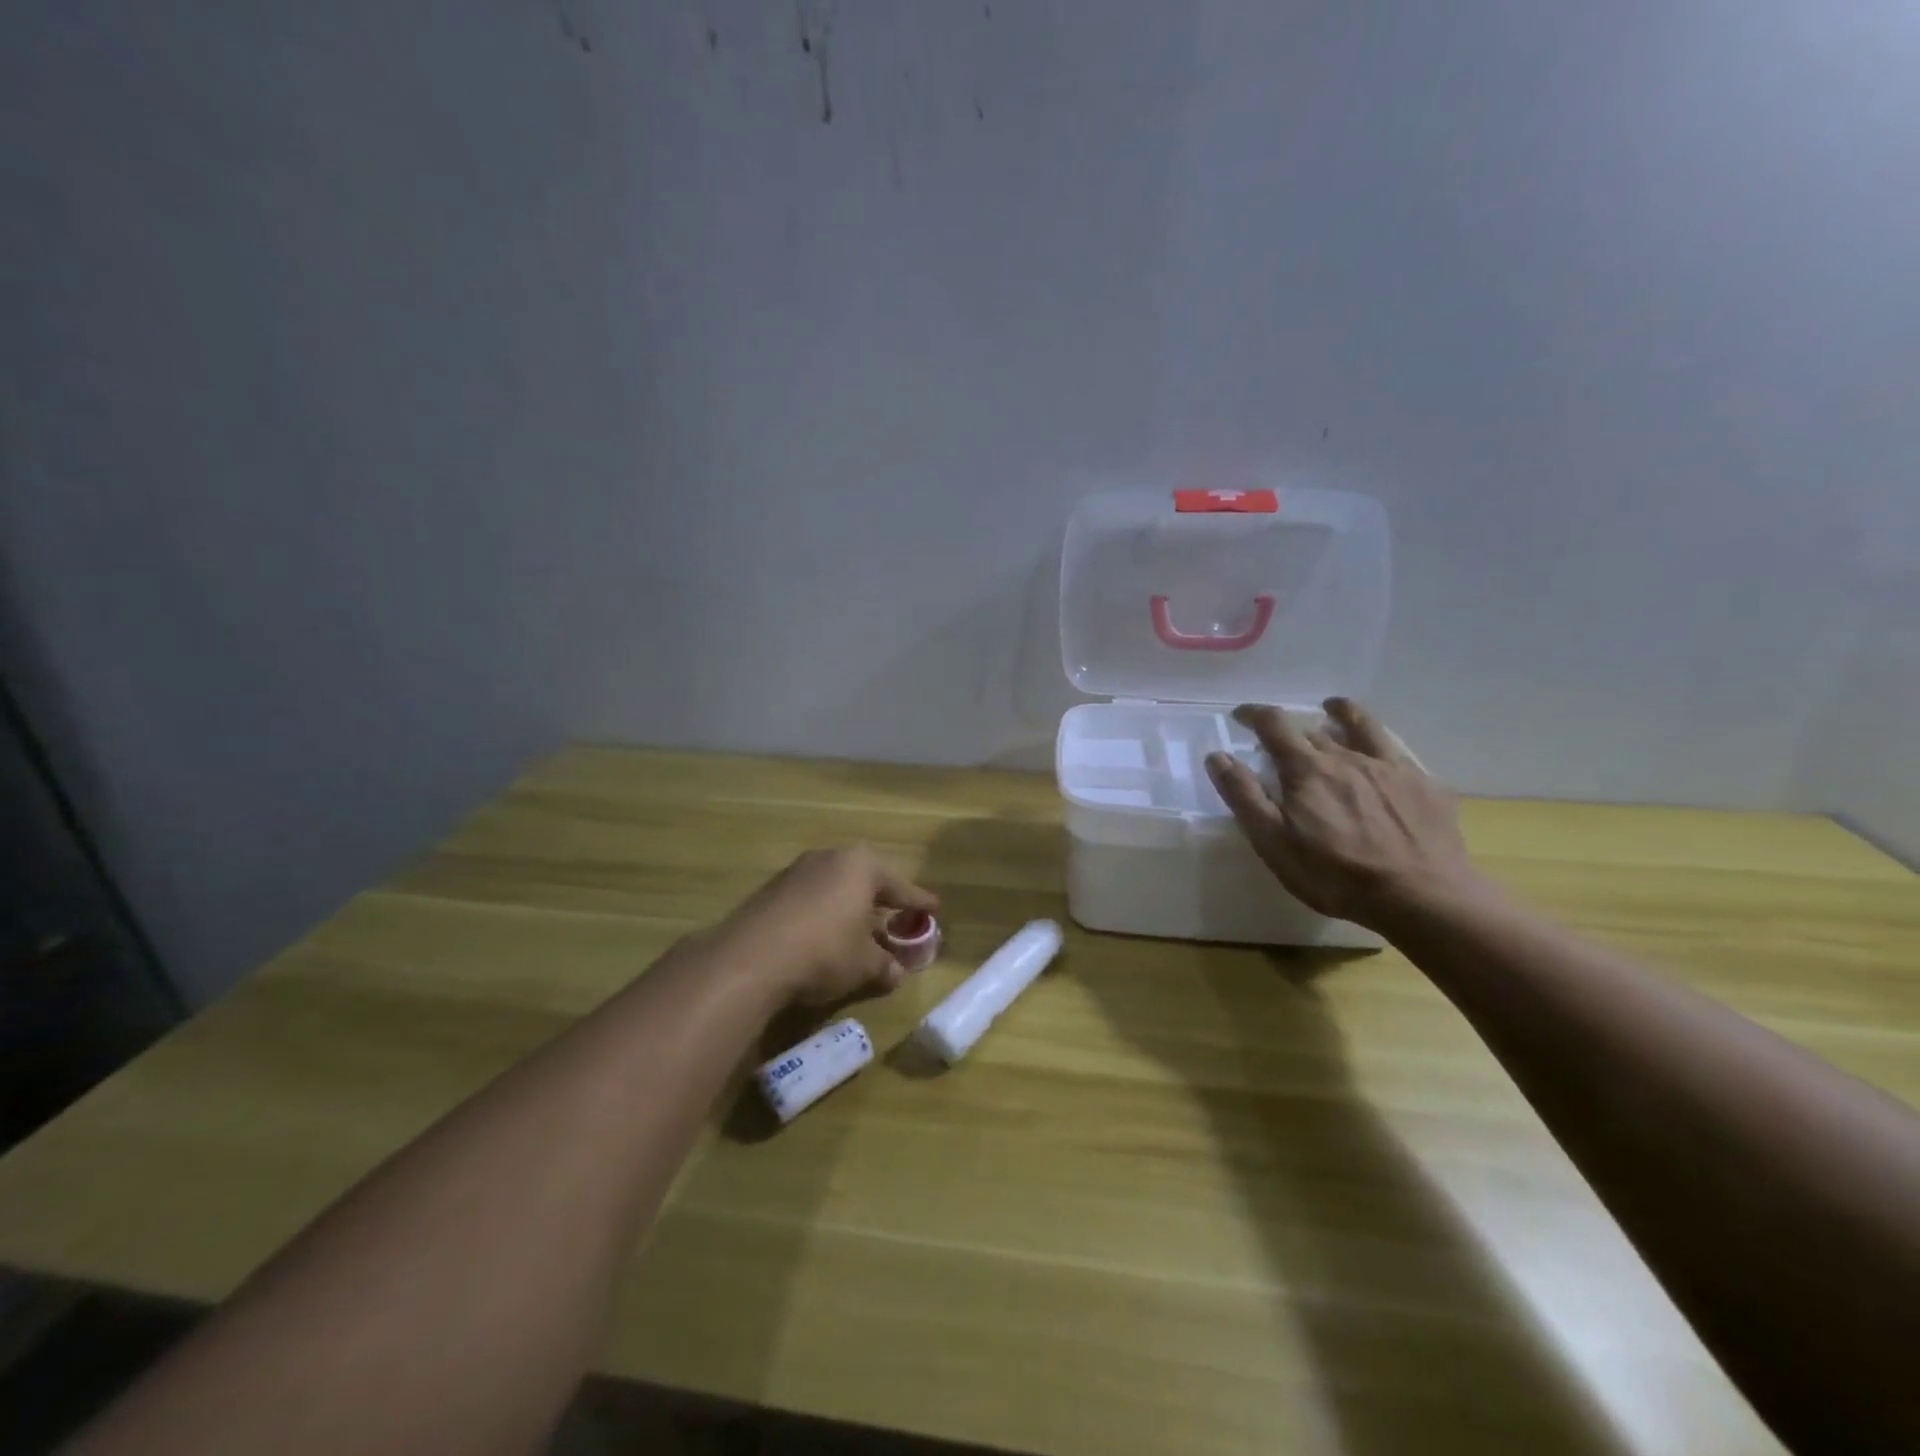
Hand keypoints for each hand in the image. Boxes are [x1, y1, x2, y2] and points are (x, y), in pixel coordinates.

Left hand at [717, 846, 937, 1004]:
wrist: (751, 958)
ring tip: (859, 930)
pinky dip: (823, 914)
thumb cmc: (825, 951)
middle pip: (865, 880)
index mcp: (861, 866)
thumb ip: (885, 965)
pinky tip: (823, 937)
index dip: (919, 902)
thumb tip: (896, 972)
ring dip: (849, 908)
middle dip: (881, 900)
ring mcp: (797, 871)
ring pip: (835, 887)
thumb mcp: (864, 964)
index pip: (900, 886)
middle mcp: (830, 858)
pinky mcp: (771, 890)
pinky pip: (810, 899)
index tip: (934, 909)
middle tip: (896, 917)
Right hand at [1204, 698, 1486, 928]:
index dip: (1254, 715)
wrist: (1422, 897)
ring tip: (1335, 708)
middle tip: (1282, 742)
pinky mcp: (1425, 786)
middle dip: (1292, 729)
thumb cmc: (1335, 874)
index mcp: (1307, 769)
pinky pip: (1399, 754)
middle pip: (1314, 730)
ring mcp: (1391, 769)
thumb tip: (1218, 756)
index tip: (1241, 715)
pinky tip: (1384, 758)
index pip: (1274, 725)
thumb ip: (1244, 795)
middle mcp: (1347, 757)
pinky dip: (1382, 747)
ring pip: (1363, 728)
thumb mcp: (1273, 841)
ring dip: (1343, 714)